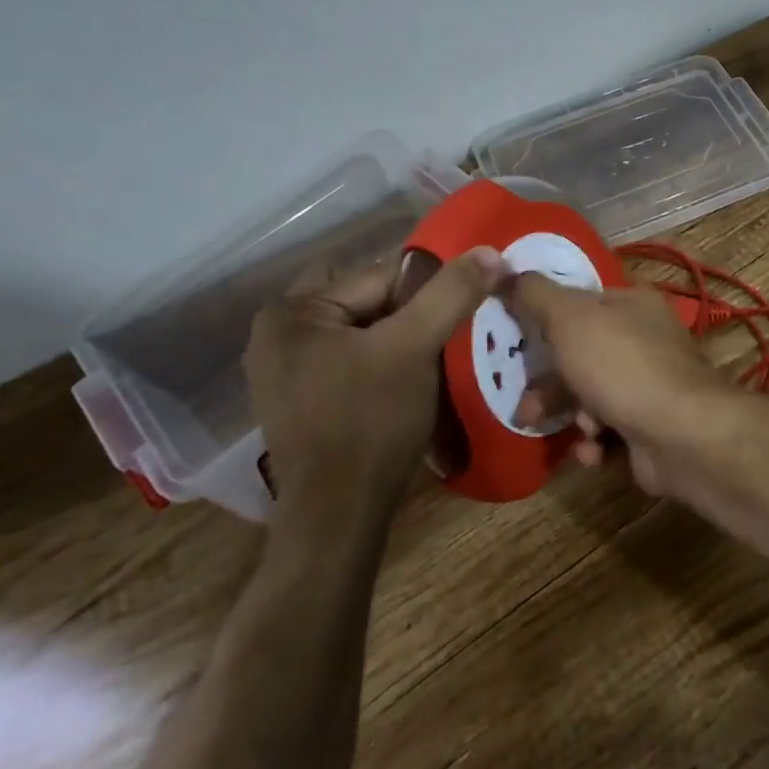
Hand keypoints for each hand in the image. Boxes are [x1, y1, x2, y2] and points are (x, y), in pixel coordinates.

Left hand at [244, 246, 505, 523]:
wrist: (338, 517)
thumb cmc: (371, 422)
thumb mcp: (415, 347)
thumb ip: (451, 292)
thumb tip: (491, 251)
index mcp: (292, 311)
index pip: (380, 276)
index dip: (427, 294)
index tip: (455, 320)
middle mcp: (277, 333)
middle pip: (367, 301)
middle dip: (409, 314)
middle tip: (442, 340)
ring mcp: (284, 370)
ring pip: (361, 330)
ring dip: (398, 338)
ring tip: (430, 362)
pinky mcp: (299, 399)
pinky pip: (349, 358)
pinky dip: (379, 361)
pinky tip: (403, 385)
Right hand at [503, 274, 732, 496]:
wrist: (681, 435)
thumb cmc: (621, 365)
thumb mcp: (569, 319)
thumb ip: (533, 294)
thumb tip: (496, 263)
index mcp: (631, 303)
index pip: (581, 300)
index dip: (546, 317)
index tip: (516, 338)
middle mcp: (644, 338)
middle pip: (582, 354)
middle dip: (550, 385)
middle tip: (526, 408)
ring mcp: (650, 384)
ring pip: (591, 395)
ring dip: (572, 416)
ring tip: (572, 431)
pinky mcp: (651, 426)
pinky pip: (610, 430)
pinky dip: (596, 442)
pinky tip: (594, 449)